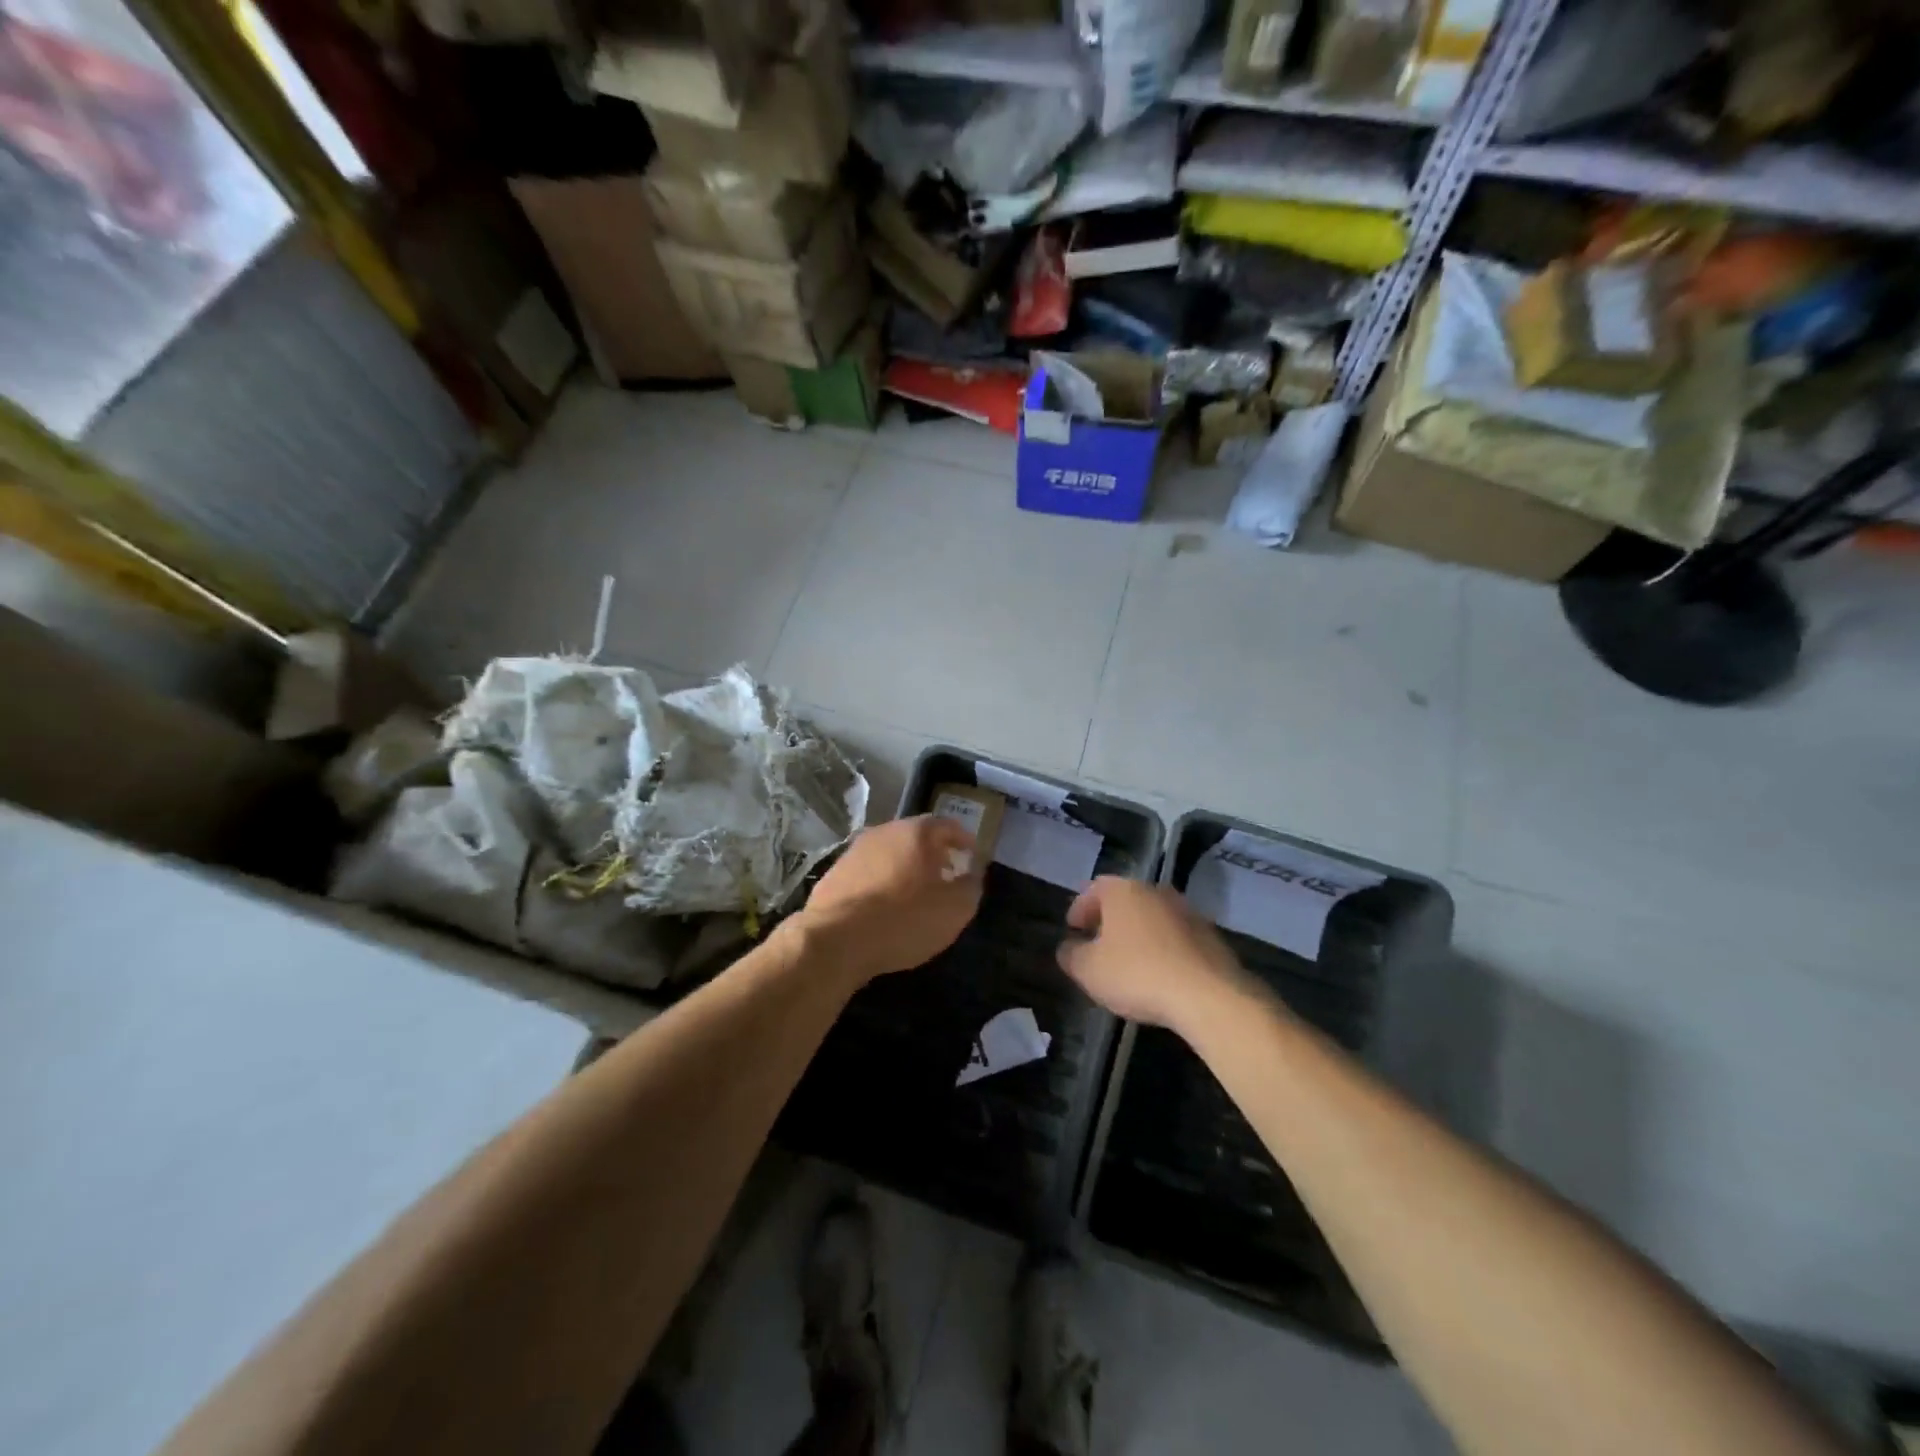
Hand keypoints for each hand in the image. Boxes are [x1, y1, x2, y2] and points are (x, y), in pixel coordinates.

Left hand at [800, 815, 982, 983]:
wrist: (837, 939)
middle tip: (946, 874)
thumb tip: (971, 873)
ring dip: (905, 868)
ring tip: (915, 893)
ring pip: (889, 854)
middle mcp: (884, 832)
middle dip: (933, 853)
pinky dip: (881, 883)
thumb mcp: (955, 909)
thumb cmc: (905, 919)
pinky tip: (884, 907)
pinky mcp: (833, 874)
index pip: (948, 826)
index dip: (964, 840)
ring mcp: (855, 851)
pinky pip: (867, 874)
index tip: (972, 856)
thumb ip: (971, 886)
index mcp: (917, 832)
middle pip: (916, 837)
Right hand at [1056, 878, 1256, 1032]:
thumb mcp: (1089, 970)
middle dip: (1109, 919)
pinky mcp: (1210, 935)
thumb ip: (1071, 955)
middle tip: (1097, 943)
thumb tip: (1067, 947)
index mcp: (1124, 890)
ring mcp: (1187, 911)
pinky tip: (1159, 972)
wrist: (1208, 995)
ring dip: (1138, 933)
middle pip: (1125, 899)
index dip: (1079, 908)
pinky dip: (1162, 947)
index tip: (1073, 929)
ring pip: (1152, 916)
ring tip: (1128, 960)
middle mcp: (1156, 891)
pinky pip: (1175, 936)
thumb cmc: (1137, 974)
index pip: (1093, 889)